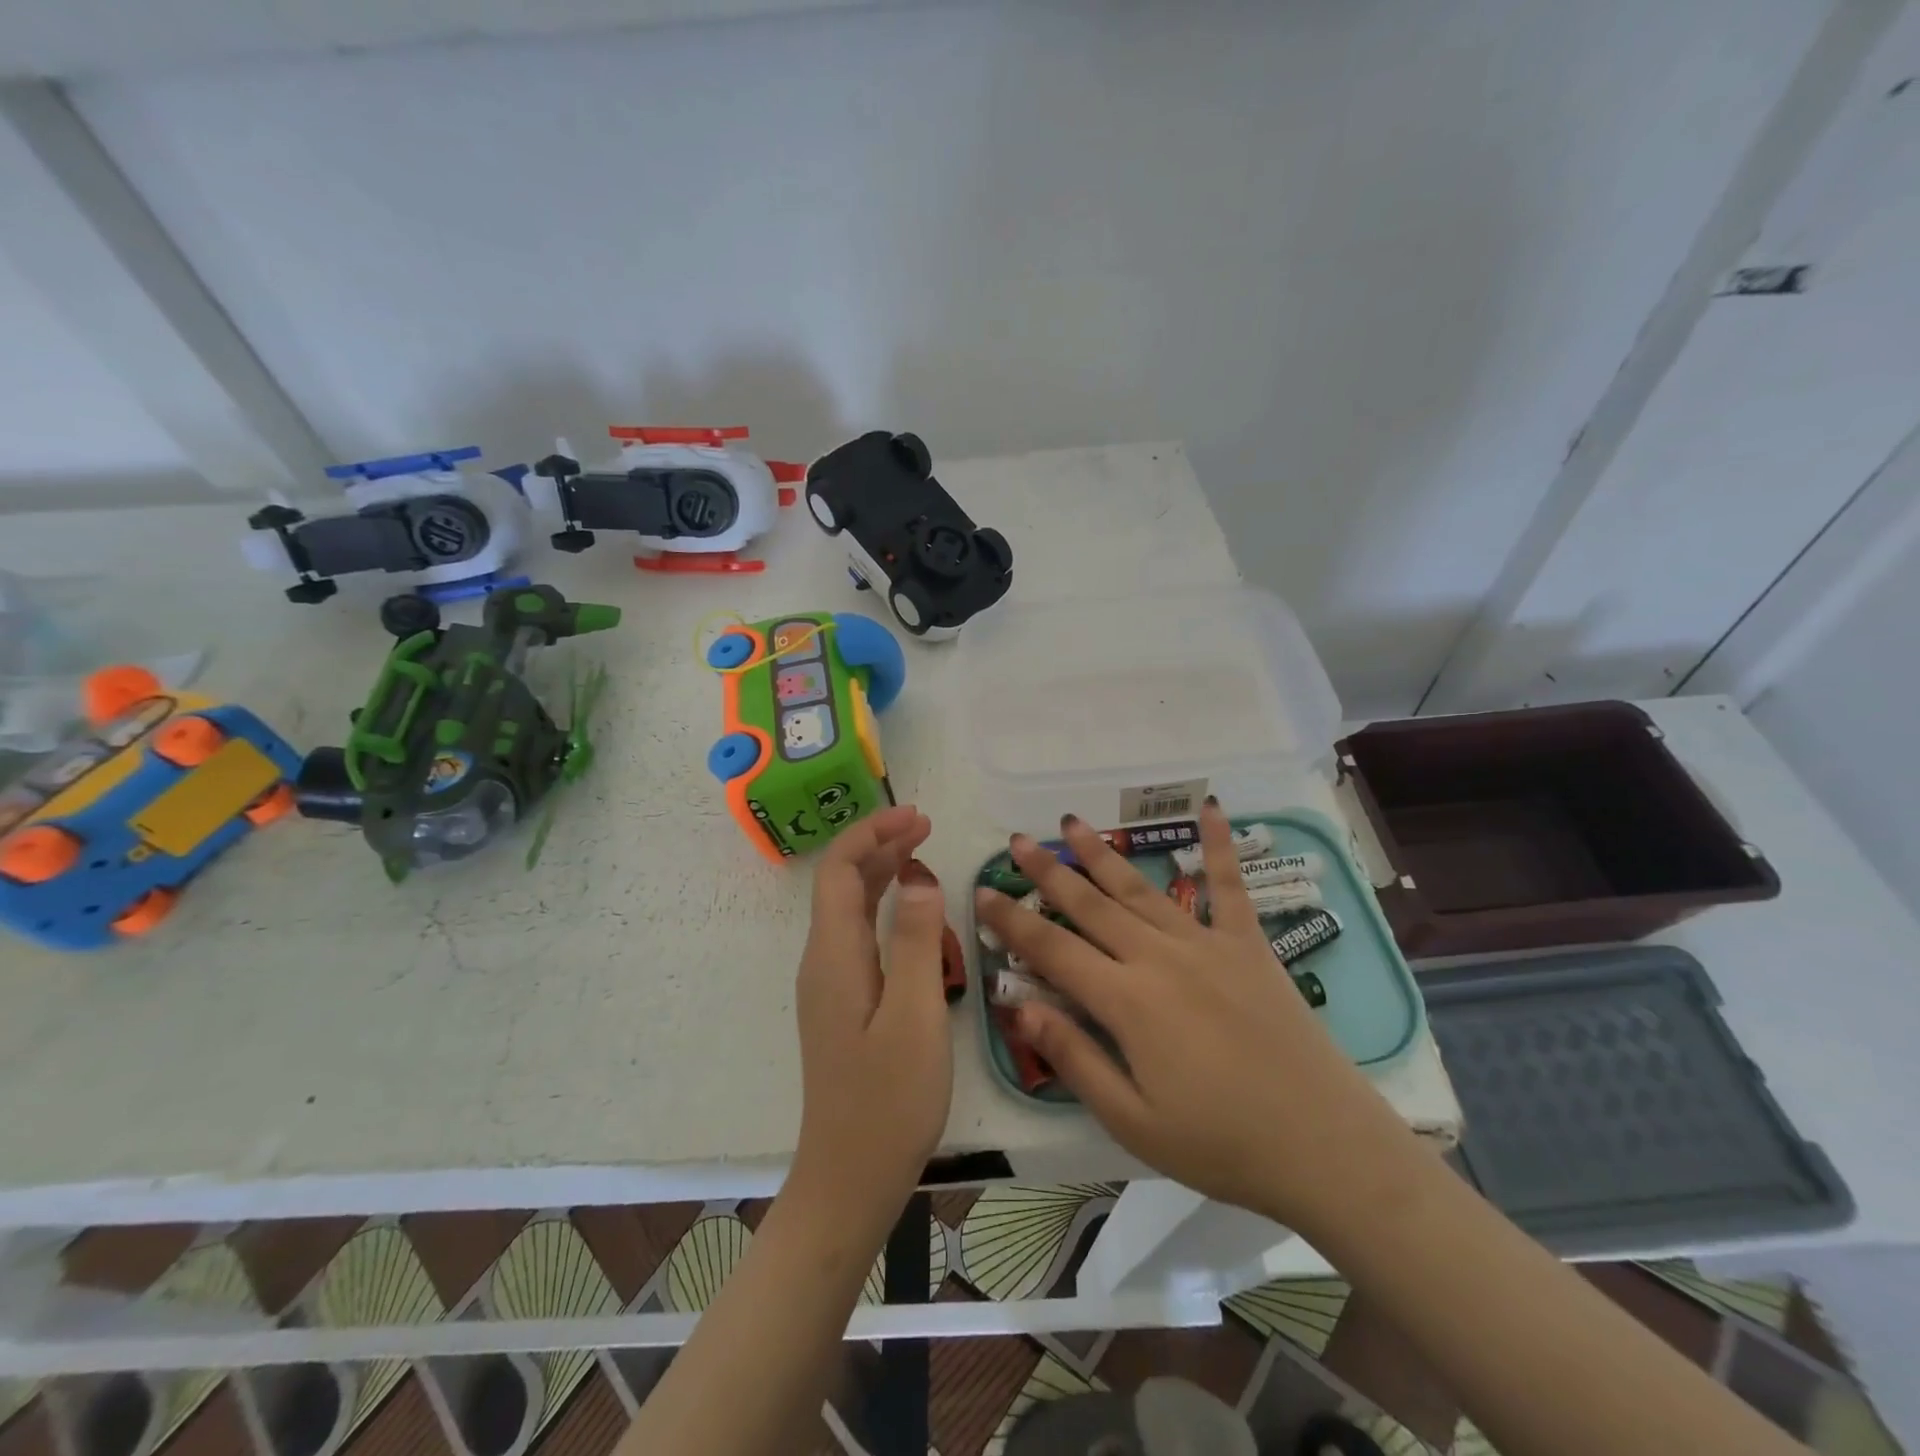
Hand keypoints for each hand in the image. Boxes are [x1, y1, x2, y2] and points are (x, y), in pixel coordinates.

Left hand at [793, 804, 953, 1209]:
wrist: (850, 1178)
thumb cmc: (888, 1100)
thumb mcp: (915, 1016)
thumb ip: (919, 941)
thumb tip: (920, 877)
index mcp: (834, 955)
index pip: (839, 870)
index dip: (872, 834)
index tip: (916, 816)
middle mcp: (824, 960)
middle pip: (841, 883)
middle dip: (879, 844)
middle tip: (926, 826)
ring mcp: (830, 983)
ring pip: (850, 908)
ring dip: (881, 872)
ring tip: (922, 852)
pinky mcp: (843, 1003)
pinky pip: (859, 935)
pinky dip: (883, 906)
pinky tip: (912, 912)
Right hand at [974, 799, 1410, 1233]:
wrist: (1324, 1147)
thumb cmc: (1221, 1144)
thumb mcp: (1133, 1121)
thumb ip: (1074, 1059)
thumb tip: (1021, 1008)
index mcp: (1127, 1001)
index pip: (1053, 950)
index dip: (1012, 921)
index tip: (983, 892)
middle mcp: (1159, 957)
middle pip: (1090, 906)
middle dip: (1048, 872)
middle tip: (1017, 840)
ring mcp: (1206, 944)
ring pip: (1140, 888)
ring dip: (1102, 854)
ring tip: (1071, 823)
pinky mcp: (1248, 945)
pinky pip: (1229, 887)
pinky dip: (1220, 845)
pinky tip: (1213, 807)